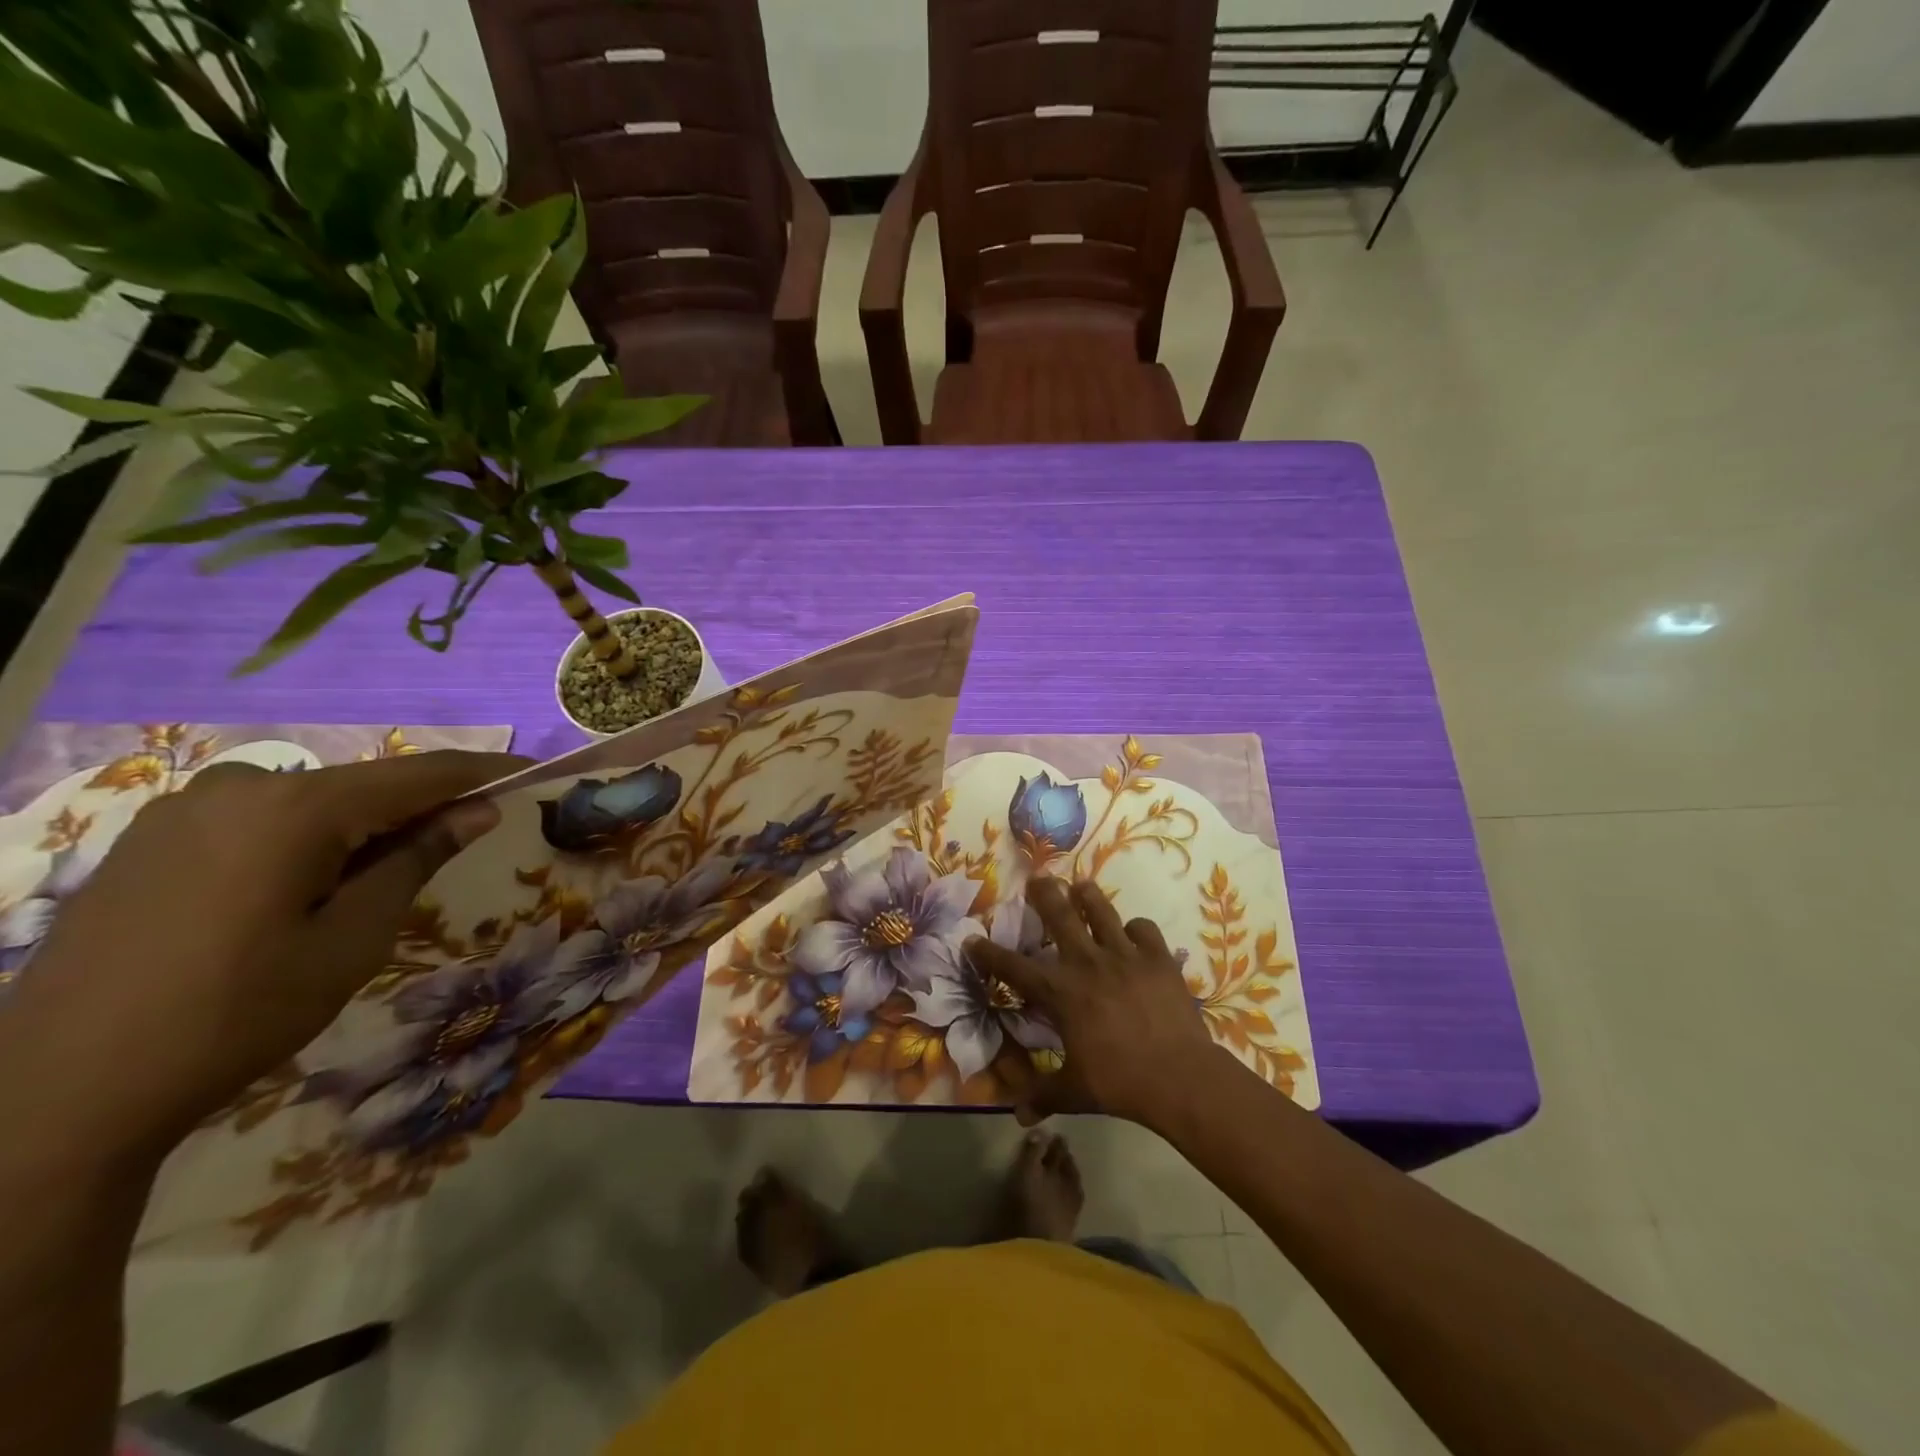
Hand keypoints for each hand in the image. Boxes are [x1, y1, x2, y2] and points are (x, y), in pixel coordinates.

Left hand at [0, 751, 521, 1166]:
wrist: (59, 1092)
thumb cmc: (238, 1013)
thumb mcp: (353, 939)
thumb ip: (417, 859)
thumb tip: (476, 809)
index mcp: (296, 807)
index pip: (421, 773)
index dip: (485, 769)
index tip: (534, 768)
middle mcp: (241, 786)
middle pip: (365, 784)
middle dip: (421, 807)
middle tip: (462, 843)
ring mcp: (187, 808)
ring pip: (314, 802)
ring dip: (362, 827)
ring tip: (379, 882)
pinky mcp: (152, 837)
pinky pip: (263, 819)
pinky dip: (309, 837)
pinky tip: (306, 889)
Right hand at [966, 876, 1229, 1130]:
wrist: (1178, 1076)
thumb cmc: (1119, 1083)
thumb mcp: (1075, 1092)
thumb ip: (1043, 1095)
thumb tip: (1018, 1117)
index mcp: (1061, 992)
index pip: (1014, 968)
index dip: (988, 953)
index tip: (972, 939)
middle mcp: (1087, 963)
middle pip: (1059, 916)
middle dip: (1043, 894)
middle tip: (1036, 878)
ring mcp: (1124, 955)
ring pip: (1101, 910)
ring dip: (1087, 896)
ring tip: (1081, 886)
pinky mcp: (1157, 957)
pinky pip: (1143, 928)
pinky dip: (1135, 929)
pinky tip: (1133, 935)